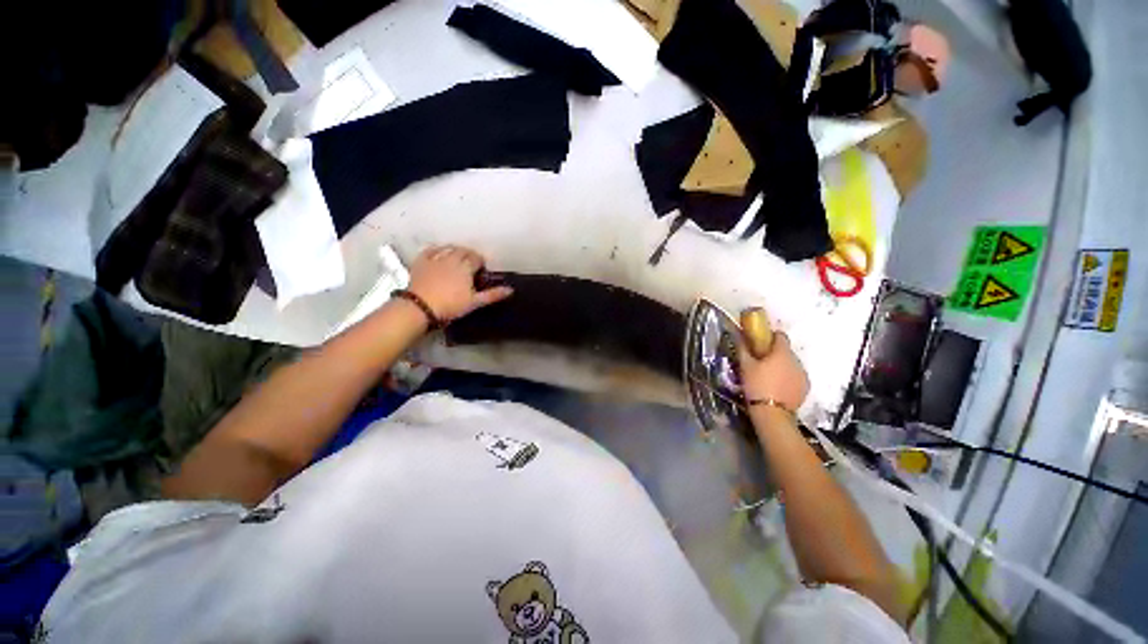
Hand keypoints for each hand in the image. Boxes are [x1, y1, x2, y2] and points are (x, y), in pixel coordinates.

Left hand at [407, 245, 512, 322]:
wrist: (421, 307)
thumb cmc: (451, 306)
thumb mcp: (474, 302)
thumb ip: (493, 295)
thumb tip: (510, 290)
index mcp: (465, 267)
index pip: (476, 258)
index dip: (480, 262)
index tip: (481, 269)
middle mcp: (451, 259)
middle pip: (463, 251)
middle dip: (469, 255)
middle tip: (471, 264)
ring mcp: (435, 259)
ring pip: (448, 248)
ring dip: (455, 250)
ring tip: (457, 257)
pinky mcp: (421, 262)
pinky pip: (429, 250)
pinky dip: (436, 249)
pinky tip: (438, 251)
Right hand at [737, 331, 809, 414]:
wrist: (772, 413)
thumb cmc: (757, 385)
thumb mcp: (745, 366)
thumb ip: (743, 348)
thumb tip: (740, 335)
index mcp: (782, 352)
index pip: (780, 335)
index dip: (770, 337)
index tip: (759, 343)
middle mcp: (797, 361)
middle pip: (786, 351)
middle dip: (775, 354)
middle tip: (760, 362)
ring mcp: (803, 375)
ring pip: (792, 364)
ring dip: (782, 366)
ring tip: (768, 377)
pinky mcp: (805, 388)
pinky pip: (796, 377)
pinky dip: (788, 378)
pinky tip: (777, 387)